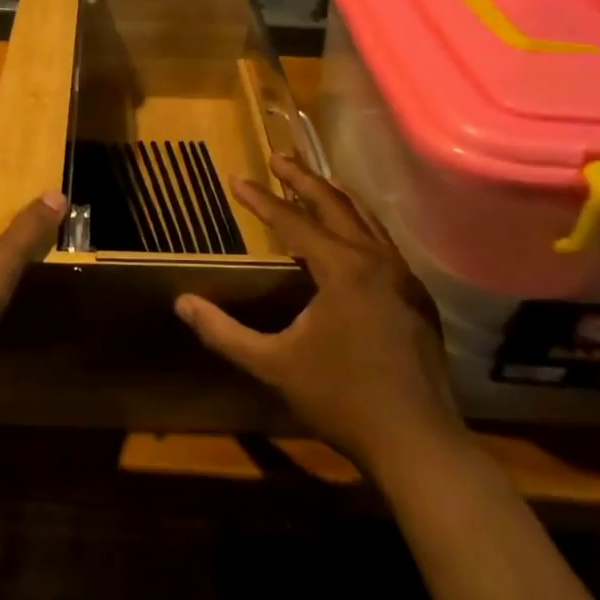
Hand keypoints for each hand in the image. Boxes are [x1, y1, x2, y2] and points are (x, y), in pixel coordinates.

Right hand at [174, 154, 465, 476]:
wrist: (417, 443)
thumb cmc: (341, 399)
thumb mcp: (273, 365)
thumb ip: (224, 333)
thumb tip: (182, 303)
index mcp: (343, 269)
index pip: (293, 222)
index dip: (262, 200)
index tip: (237, 178)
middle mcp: (377, 261)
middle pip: (336, 205)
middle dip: (303, 179)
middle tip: (279, 157)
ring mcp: (403, 279)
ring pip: (366, 221)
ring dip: (336, 197)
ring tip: (315, 180)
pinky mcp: (416, 299)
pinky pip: (383, 245)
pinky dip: (359, 226)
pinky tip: (351, 235)